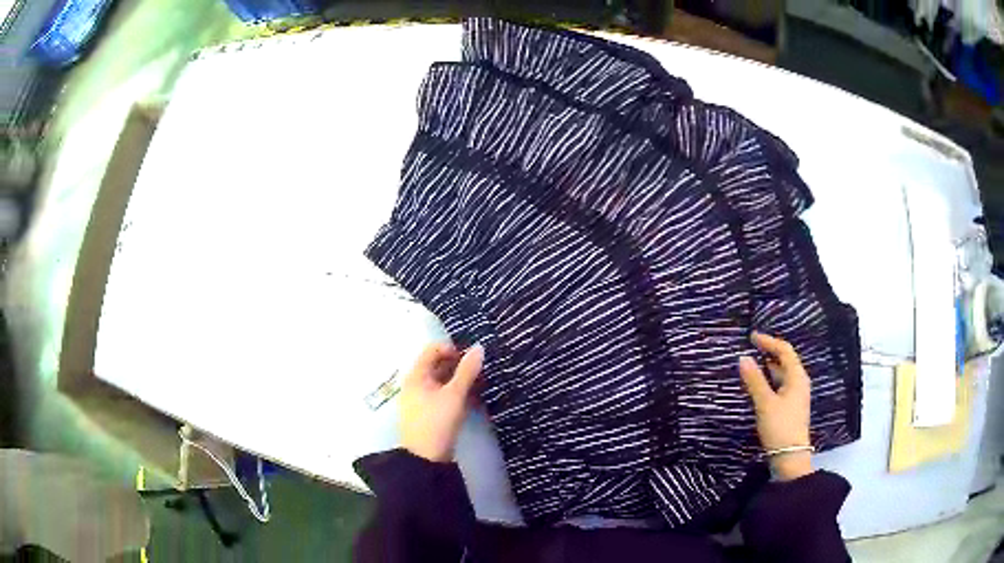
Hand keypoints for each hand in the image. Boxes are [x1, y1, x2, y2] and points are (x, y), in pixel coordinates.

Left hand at [399, 342, 483, 462]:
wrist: (425, 459)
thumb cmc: (437, 422)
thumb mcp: (455, 395)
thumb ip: (467, 371)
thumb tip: (479, 347)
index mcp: (417, 375)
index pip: (433, 350)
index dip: (452, 349)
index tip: (472, 358)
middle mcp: (417, 384)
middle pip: (438, 365)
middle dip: (460, 365)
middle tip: (481, 370)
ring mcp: (422, 399)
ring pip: (444, 381)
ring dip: (461, 380)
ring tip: (481, 384)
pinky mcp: (430, 412)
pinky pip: (445, 395)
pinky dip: (458, 393)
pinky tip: (474, 399)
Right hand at [739, 332, 813, 480]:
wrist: (789, 457)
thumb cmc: (780, 427)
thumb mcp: (765, 403)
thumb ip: (754, 380)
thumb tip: (743, 357)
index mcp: (797, 377)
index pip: (784, 350)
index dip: (769, 341)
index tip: (751, 337)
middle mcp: (799, 383)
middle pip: (785, 360)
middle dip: (769, 352)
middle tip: (750, 348)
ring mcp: (795, 396)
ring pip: (782, 374)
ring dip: (768, 367)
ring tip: (752, 363)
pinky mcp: (789, 407)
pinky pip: (779, 386)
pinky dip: (769, 380)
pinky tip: (758, 385)